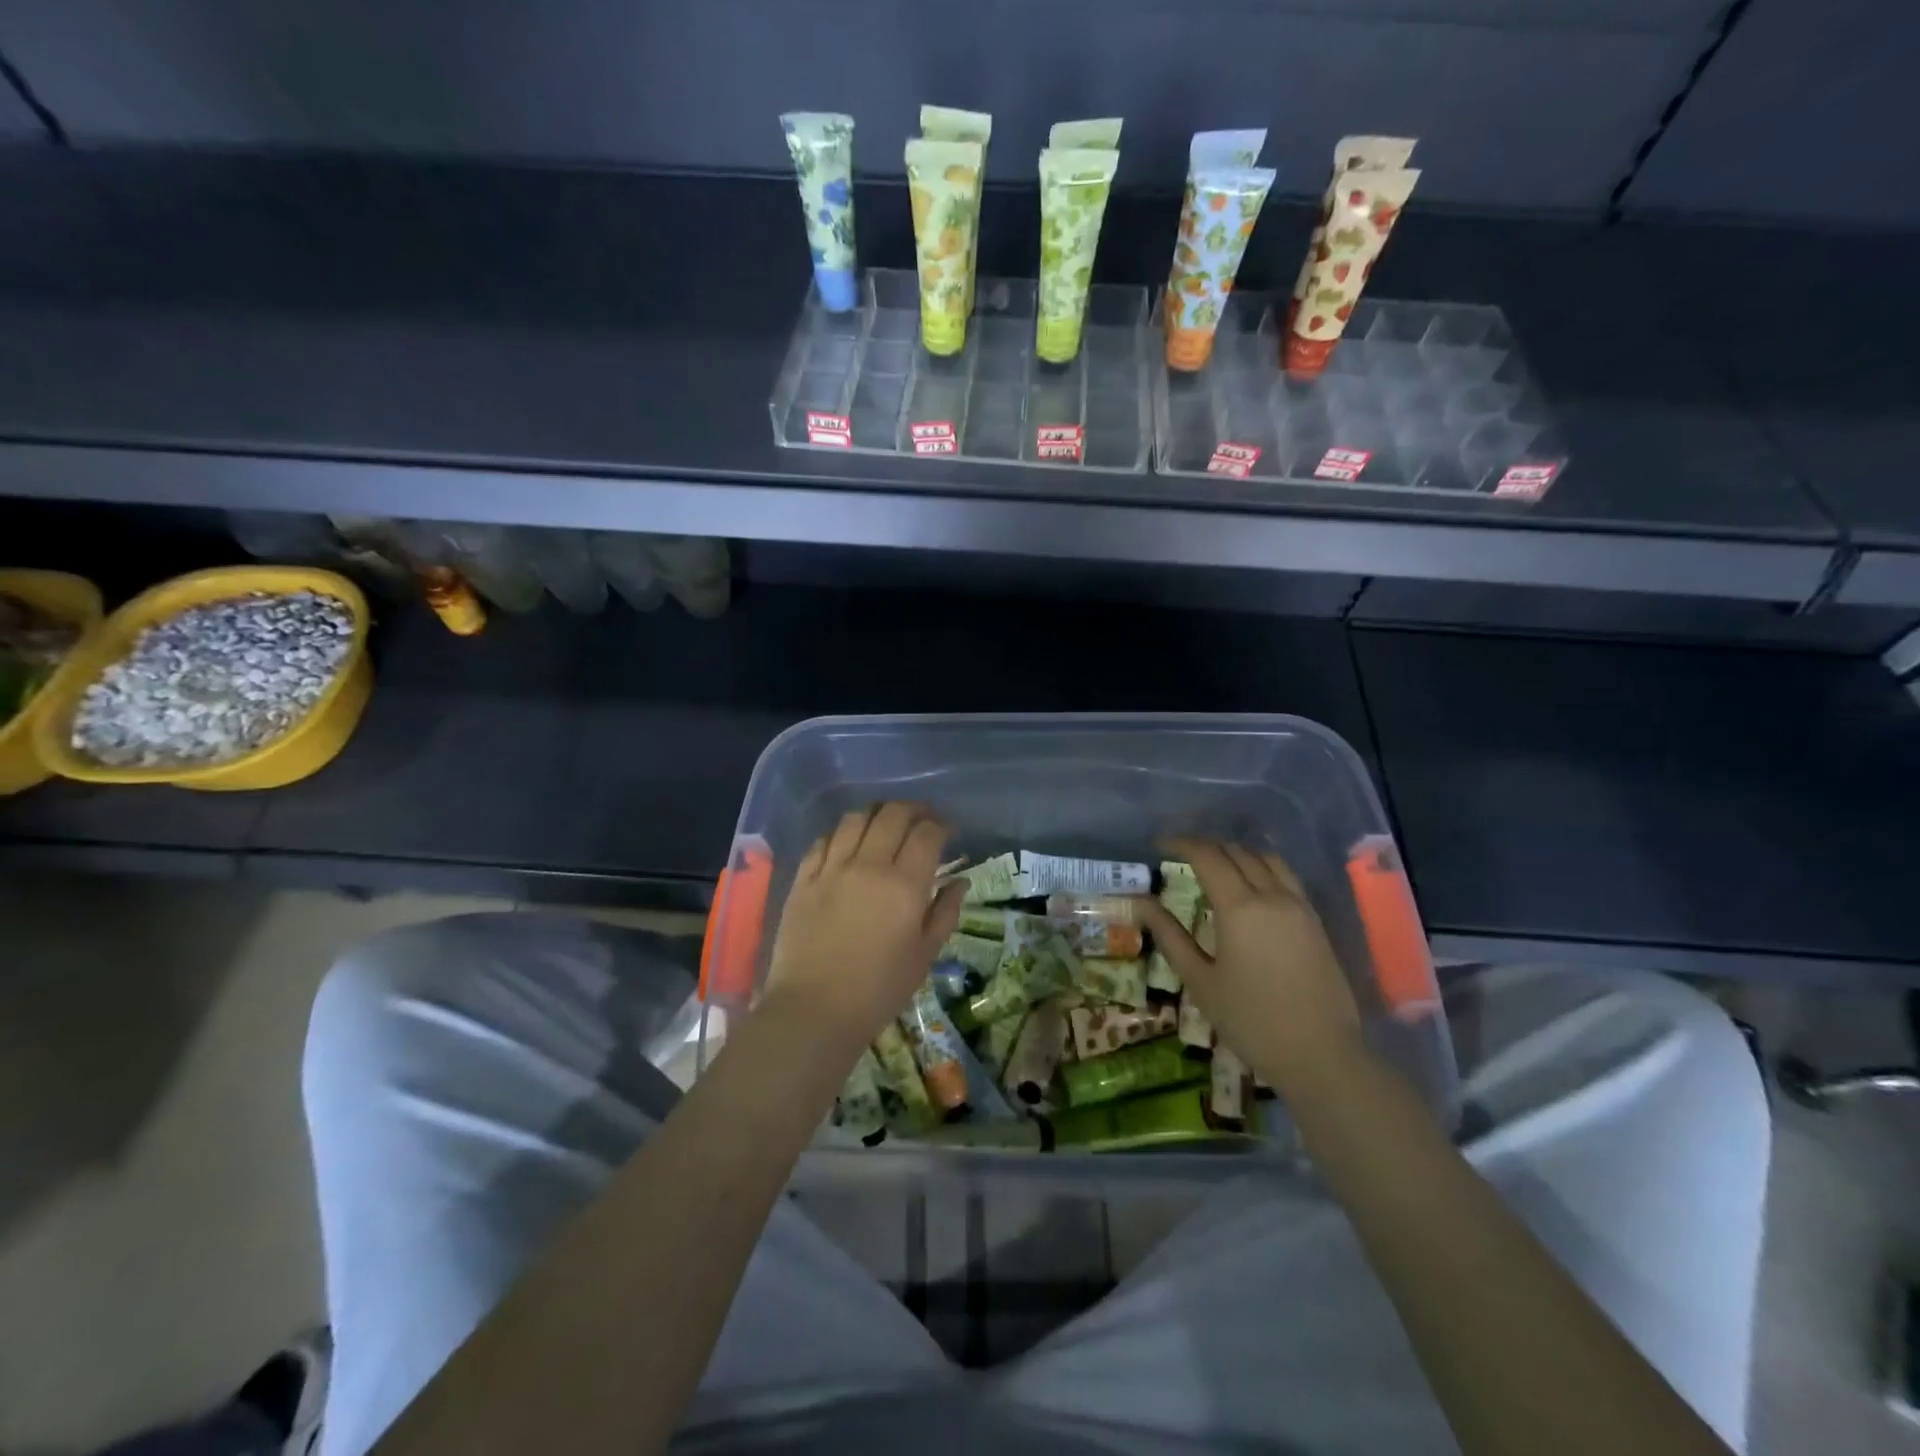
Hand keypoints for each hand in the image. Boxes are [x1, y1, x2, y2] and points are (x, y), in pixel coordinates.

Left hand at [760, 803, 963, 1064]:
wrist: (813, 1011)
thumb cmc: (879, 990)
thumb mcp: (925, 955)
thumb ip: (945, 912)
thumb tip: (959, 881)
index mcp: (904, 884)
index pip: (927, 833)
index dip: (942, 825)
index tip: (949, 831)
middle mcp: (868, 865)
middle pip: (893, 814)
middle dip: (914, 810)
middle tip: (922, 820)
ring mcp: (831, 868)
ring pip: (856, 818)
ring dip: (877, 814)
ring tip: (885, 825)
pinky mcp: (803, 879)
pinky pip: (823, 840)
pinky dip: (841, 834)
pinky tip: (848, 845)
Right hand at [1138, 837, 1365, 1096]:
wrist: (1322, 1056)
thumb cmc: (1251, 1021)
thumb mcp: (1200, 981)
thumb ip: (1169, 936)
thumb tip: (1141, 902)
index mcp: (1240, 907)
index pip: (1207, 856)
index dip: (1180, 843)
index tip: (1159, 844)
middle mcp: (1272, 896)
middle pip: (1237, 852)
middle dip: (1206, 846)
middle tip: (1181, 854)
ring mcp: (1300, 906)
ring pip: (1266, 859)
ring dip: (1237, 853)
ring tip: (1216, 864)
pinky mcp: (1316, 921)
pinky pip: (1287, 877)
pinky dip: (1262, 867)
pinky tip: (1251, 886)